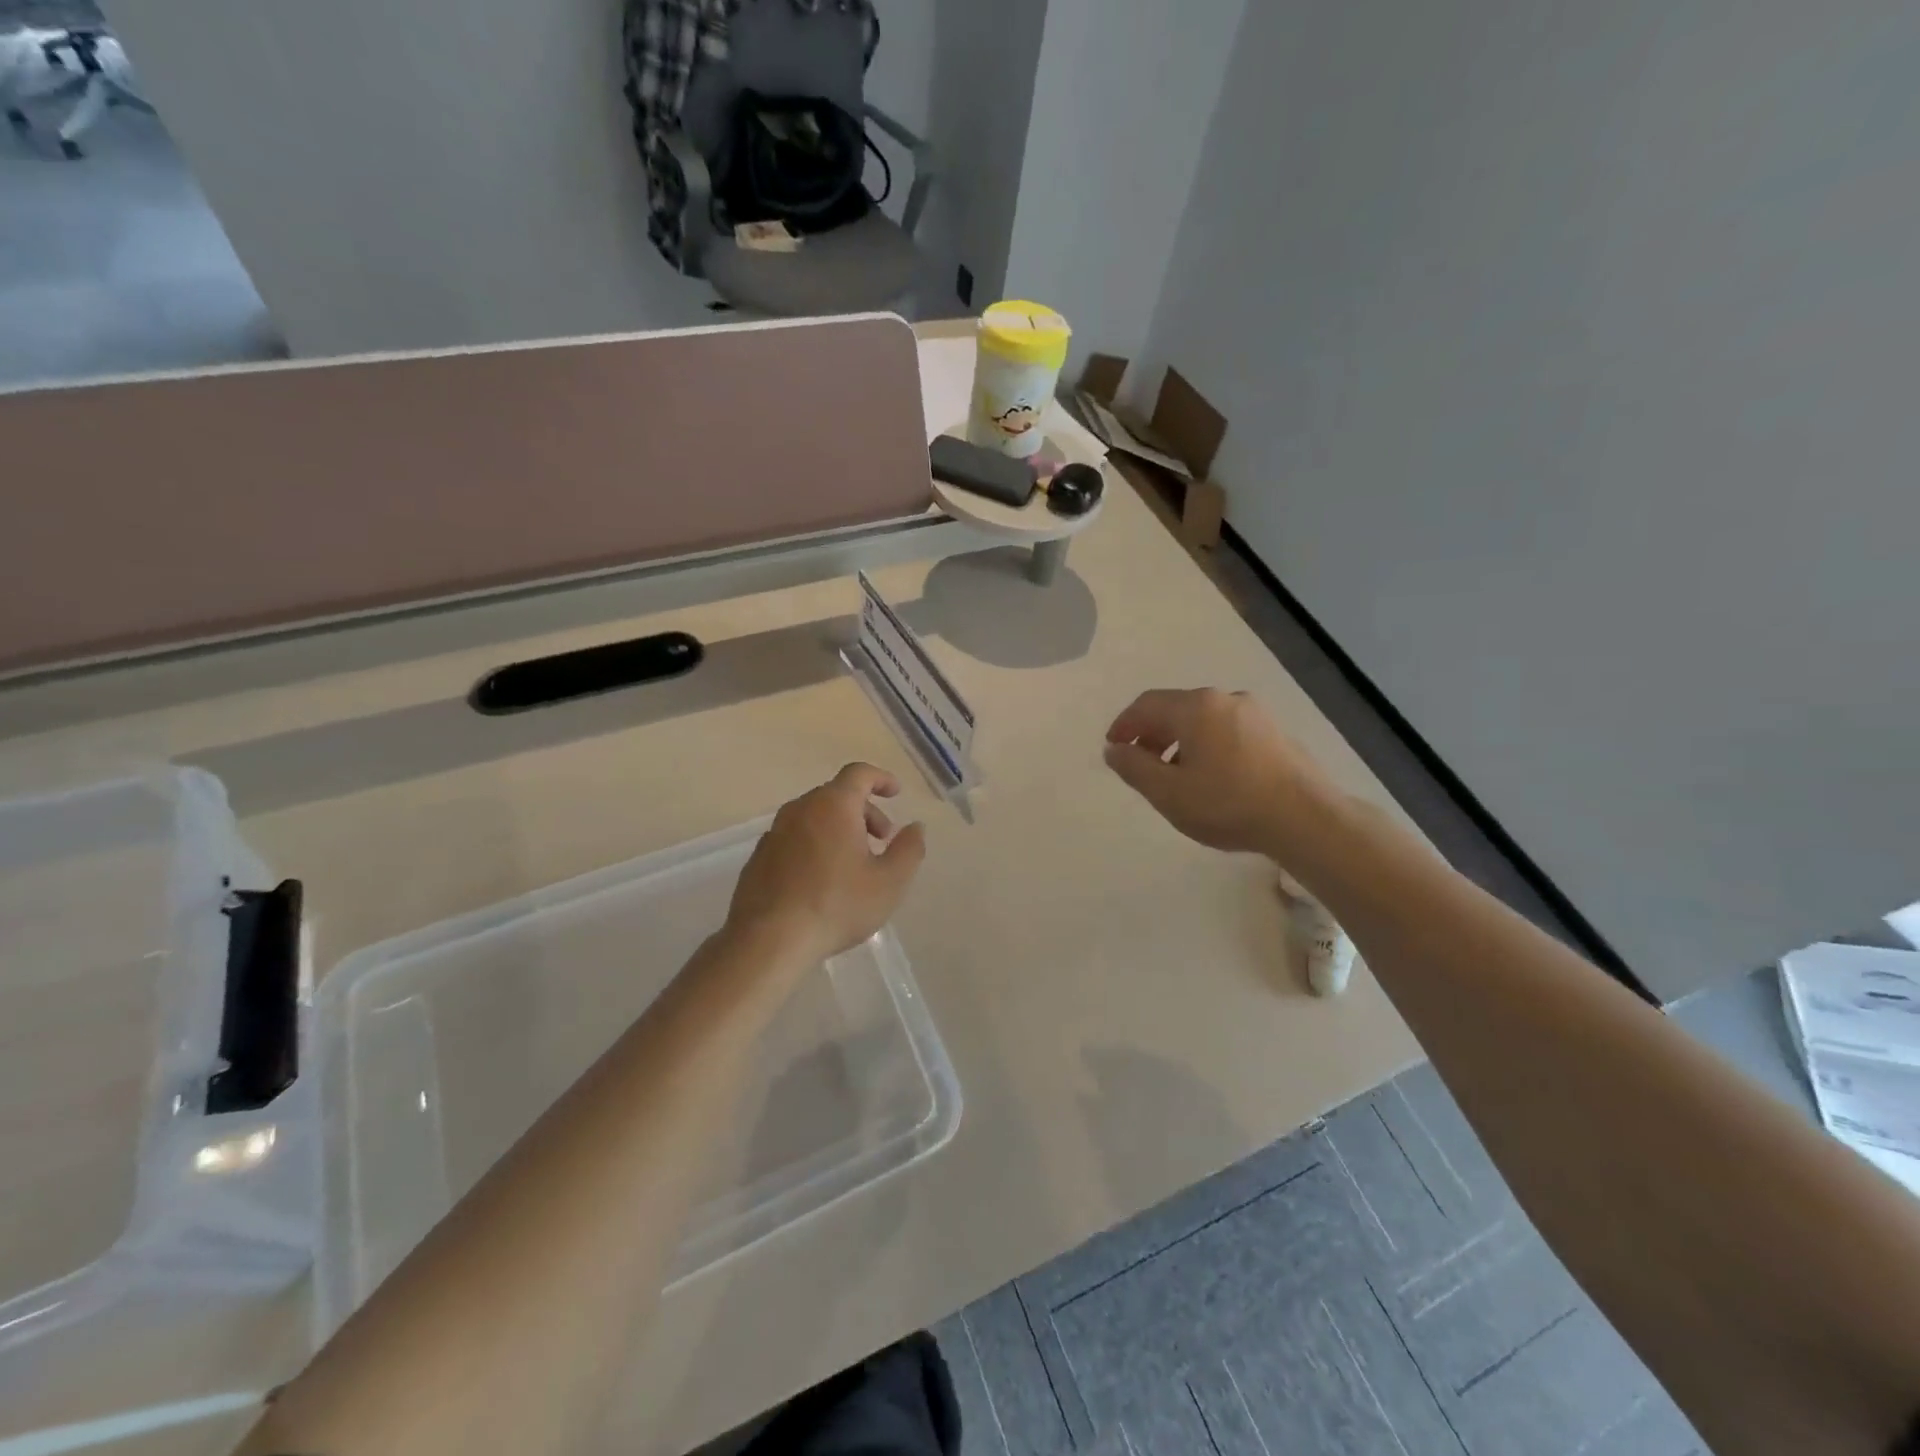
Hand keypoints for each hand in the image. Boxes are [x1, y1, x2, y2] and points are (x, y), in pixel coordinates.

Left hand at [725, 764, 927, 966]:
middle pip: (837, 795)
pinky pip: (794, 839)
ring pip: (814, 817)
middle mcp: (800, 809)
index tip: (895, 794)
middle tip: (881, 841)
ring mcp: (774, 833)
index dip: (881, 779)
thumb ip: (909, 849)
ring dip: (839, 829)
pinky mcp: (758, 858)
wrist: (768, 940)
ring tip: (854, 864)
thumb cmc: (837, 905)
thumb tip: (915, 827)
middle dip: (864, 812)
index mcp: (833, 805)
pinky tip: (822, 881)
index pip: (859, 773)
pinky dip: (814, 846)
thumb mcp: (889, 882)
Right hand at [1104, 688, 1336, 859]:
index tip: (1113, 747)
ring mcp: (1255, 713)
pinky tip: (1210, 776)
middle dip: (1151, 733)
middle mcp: (1225, 699)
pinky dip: (1206, 745)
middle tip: (1139, 762)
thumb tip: (1114, 749)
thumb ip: (1134, 768)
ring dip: (1179, 740)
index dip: (1124, 725)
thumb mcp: (1168, 792)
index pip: (1146, 705)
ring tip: (1173, 774)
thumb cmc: (1228, 804)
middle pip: (1176, 708)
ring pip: (1203, 719)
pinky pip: (1227, 730)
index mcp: (1195, 707)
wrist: (1306, 818)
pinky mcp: (1275, 733)